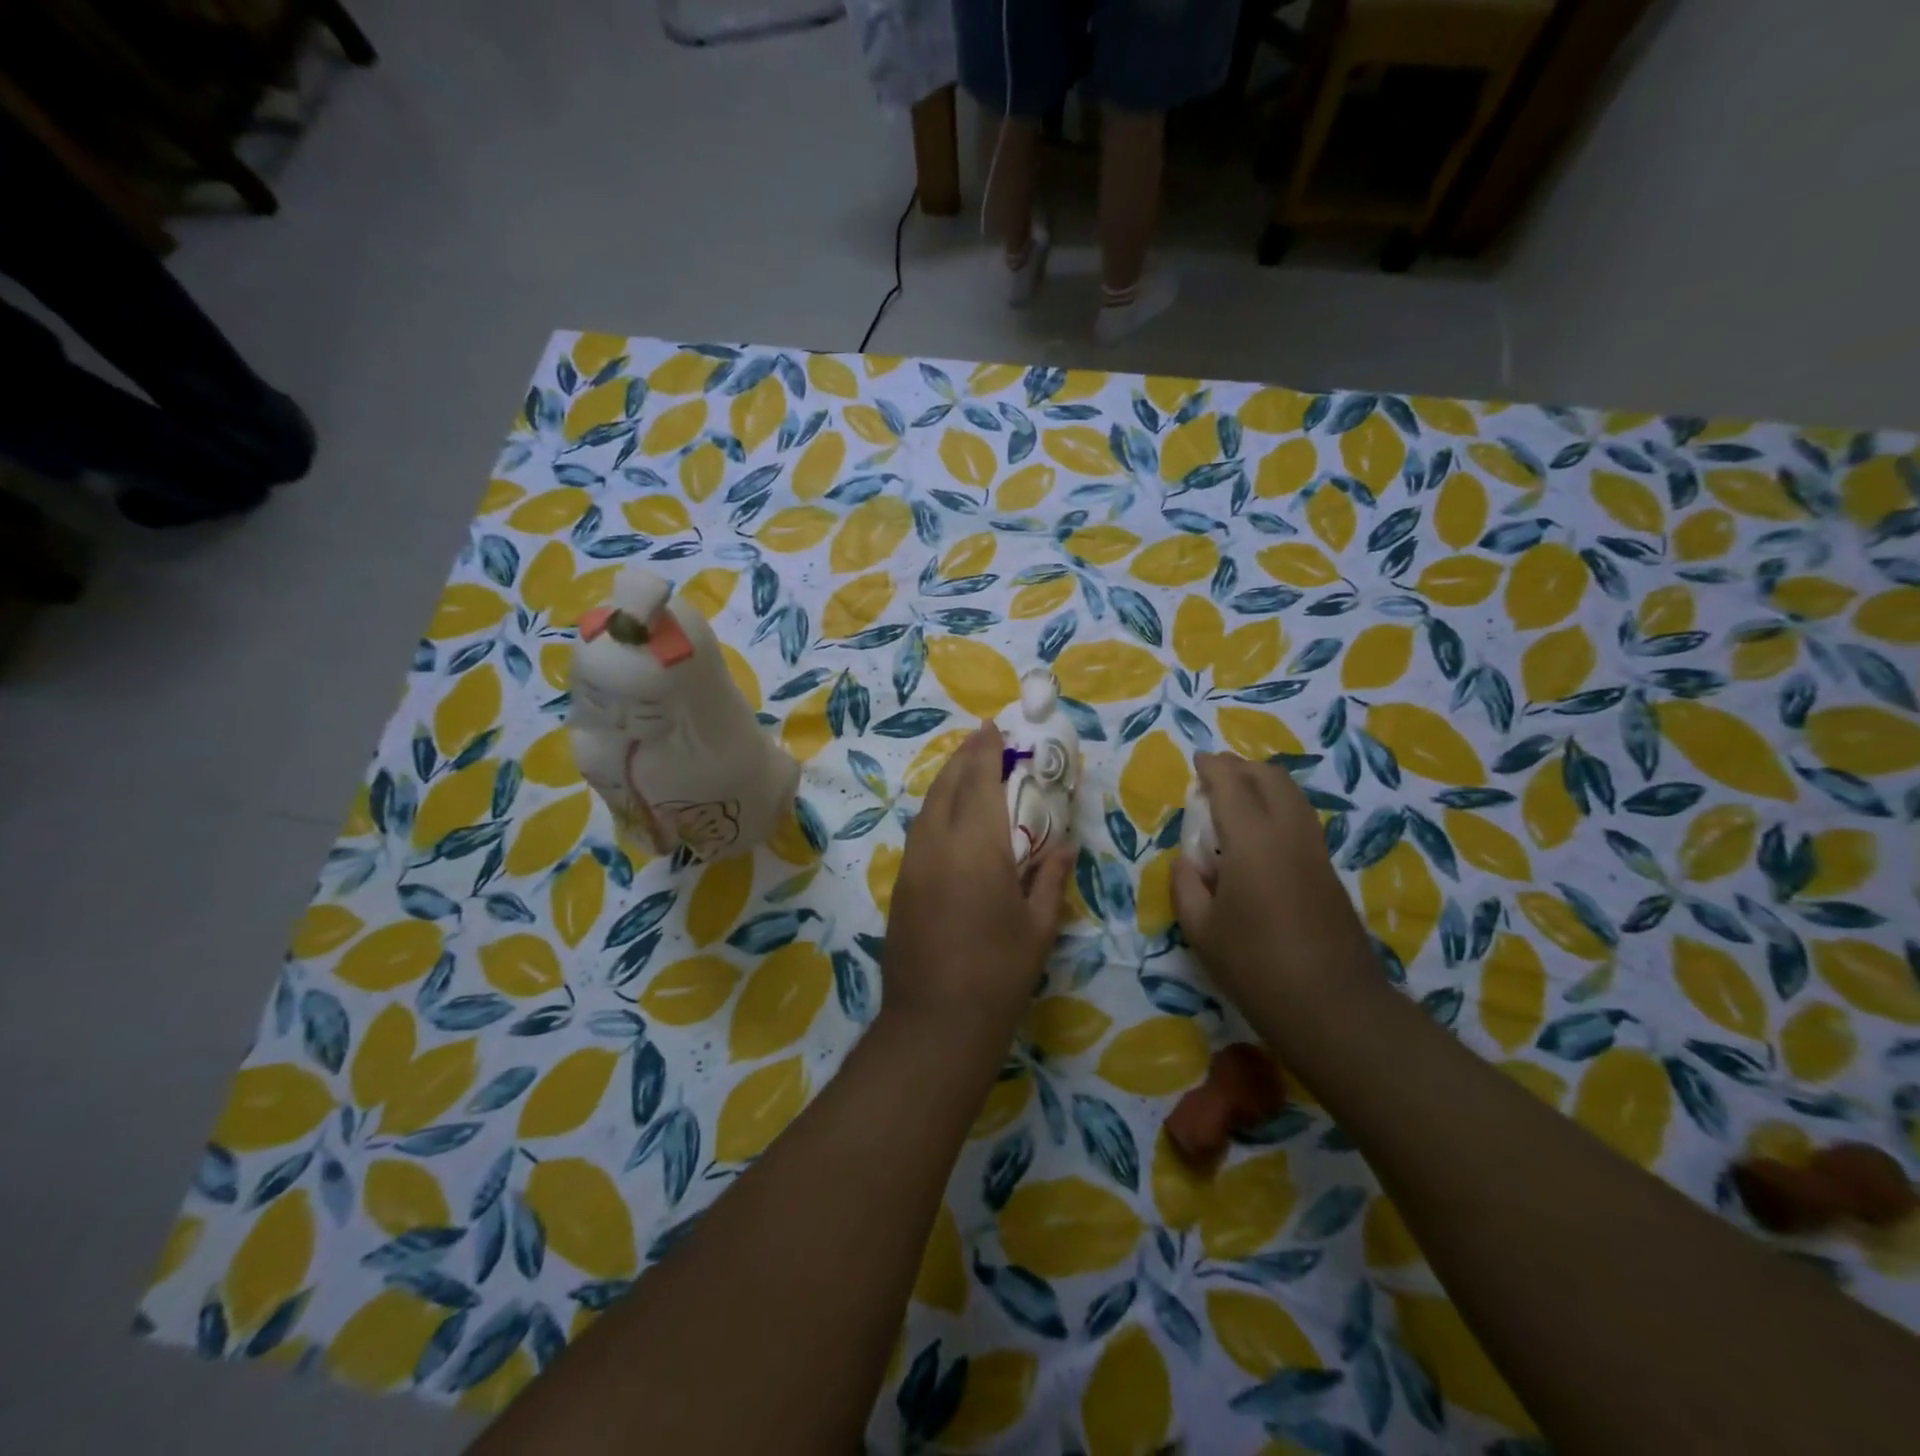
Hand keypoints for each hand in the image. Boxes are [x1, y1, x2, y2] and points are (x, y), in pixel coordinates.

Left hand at [882, 722, 1070, 1046]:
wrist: (934, 1023)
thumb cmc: (998, 975)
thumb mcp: (1039, 927)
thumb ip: (1050, 877)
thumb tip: (1062, 845)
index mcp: (977, 848)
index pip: (979, 782)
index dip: (986, 751)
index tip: (994, 727)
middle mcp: (938, 844)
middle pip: (947, 785)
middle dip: (964, 757)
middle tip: (982, 740)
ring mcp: (913, 863)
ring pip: (927, 806)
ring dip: (946, 780)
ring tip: (966, 769)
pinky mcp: (901, 884)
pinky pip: (919, 830)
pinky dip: (935, 809)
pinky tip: (949, 816)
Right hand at [1172, 752, 1375, 1009]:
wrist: (1333, 1006)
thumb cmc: (1256, 967)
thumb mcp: (1201, 931)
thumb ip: (1186, 885)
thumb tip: (1188, 861)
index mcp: (1253, 842)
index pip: (1231, 785)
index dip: (1212, 767)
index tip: (1196, 761)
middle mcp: (1289, 834)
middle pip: (1271, 778)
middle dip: (1241, 767)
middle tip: (1215, 774)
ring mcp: (1315, 851)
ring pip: (1293, 795)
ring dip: (1263, 784)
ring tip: (1236, 796)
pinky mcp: (1329, 871)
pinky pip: (1301, 818)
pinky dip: (1278, 806)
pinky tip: (1260, 832)